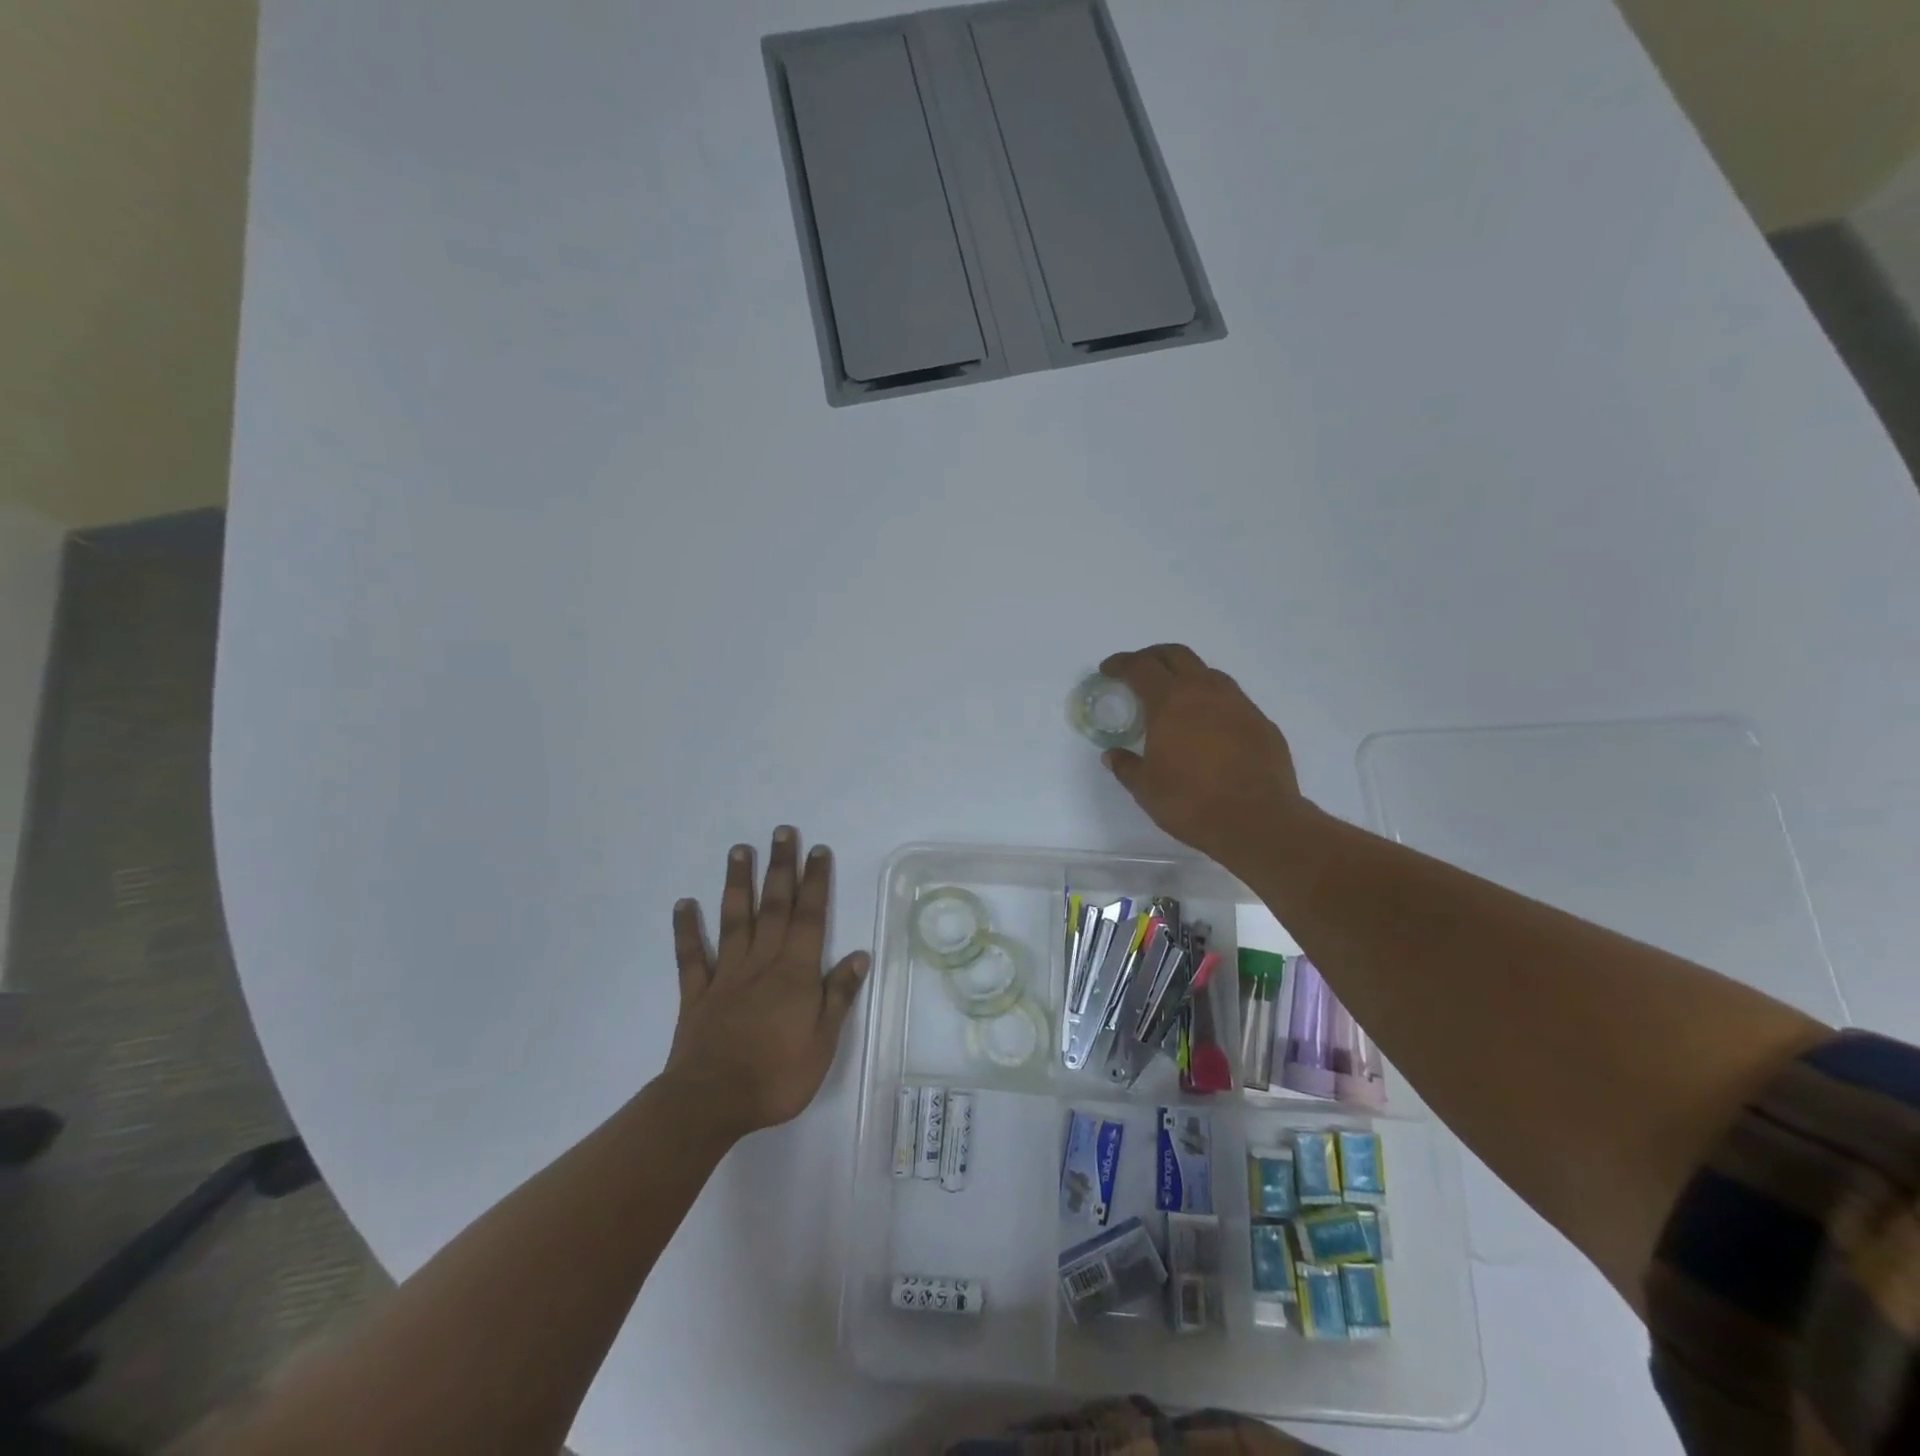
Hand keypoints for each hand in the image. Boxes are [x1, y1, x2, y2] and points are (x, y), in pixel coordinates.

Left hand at [664, 827, 869, 1140]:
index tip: (817, 850)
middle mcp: (761, 963)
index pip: (810, 918)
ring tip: (739, 850)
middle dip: (781, 868)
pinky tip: (683, 904)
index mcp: (795, 974)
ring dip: (738, 884)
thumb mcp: (823, 1043)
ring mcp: (726, 975)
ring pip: (734, 920)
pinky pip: (691, 956)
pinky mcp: (697, 994)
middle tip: (782, 832)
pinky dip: (687, 929)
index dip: (815, 882)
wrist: (710, 1103)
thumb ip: (838, 996)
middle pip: (774, 907)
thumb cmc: (776, 1077)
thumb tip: (858, 954)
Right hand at [1099, 644, 1310, 870]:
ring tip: (1173, 696)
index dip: (1121, 664)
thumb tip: (1113, 754)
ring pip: (1207, 672)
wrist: (1258, 820)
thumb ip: (1126, 766)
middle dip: (1152, 657)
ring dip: (1185, 675)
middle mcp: (1205, 691)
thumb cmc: (1191, 802)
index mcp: (1170, 702)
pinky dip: (1210, 700)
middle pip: (1176, 655)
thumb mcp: (1146, 788)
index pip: (1141, 667)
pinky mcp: (1260, 721)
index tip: (1108, 669)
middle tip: (1138, 670)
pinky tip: (1206, 724)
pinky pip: (1230, 698)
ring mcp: (1238, 703)